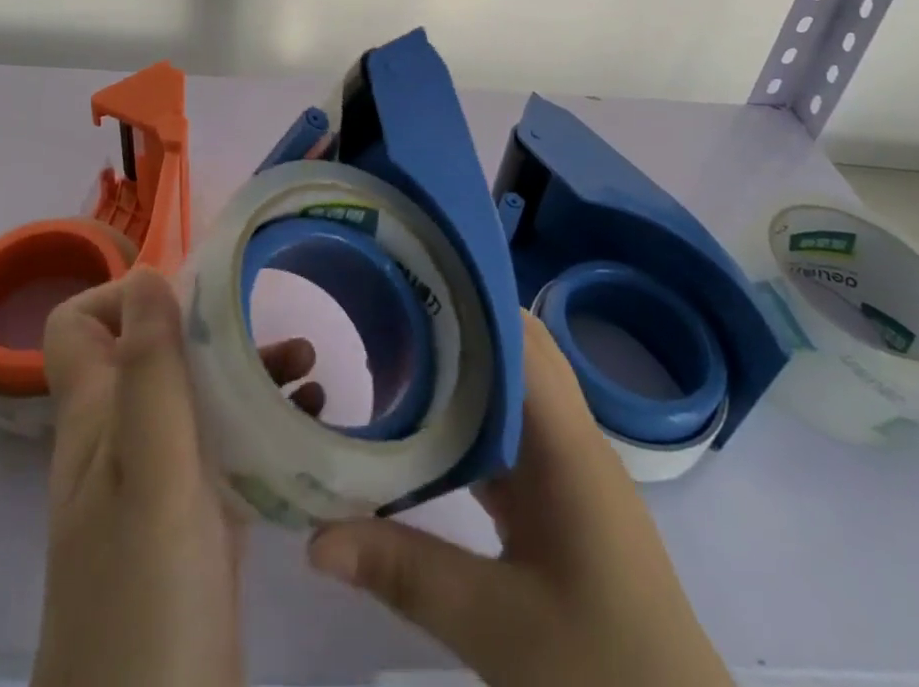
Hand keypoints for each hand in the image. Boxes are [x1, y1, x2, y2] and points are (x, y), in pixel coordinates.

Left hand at [32, 267, 321, 686]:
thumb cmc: (146, 600)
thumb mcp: (152, 472)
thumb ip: (149, 370)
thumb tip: (147, 273)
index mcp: (96, 419)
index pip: (79, 326)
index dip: (123, 296)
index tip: (191, 298)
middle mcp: (119, 441)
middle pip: (153, 353)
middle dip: (210, 329)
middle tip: (271, 325)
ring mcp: (157, 485)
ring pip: (194, 398)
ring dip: (245, 373)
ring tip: (309, 369)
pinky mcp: (194, 525)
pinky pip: (223, 450)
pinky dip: (260, 426)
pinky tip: (307, 427)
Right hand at [307, 312, 733, 686]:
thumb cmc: (605, 675)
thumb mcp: (498, 630)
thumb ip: (404, 573)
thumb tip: (313, 538)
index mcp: (569, 448)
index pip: (521, 341)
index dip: (471, 298)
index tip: (414, 271)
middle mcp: (573, 440)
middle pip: (520, 349)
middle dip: (462, 317)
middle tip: (395, 297)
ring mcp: (570, 470)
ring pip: (515, 387)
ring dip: (466, 361)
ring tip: (400, 338)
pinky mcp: (560, 499)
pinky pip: (511, 430)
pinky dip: (469, 412)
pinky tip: (424, 420)